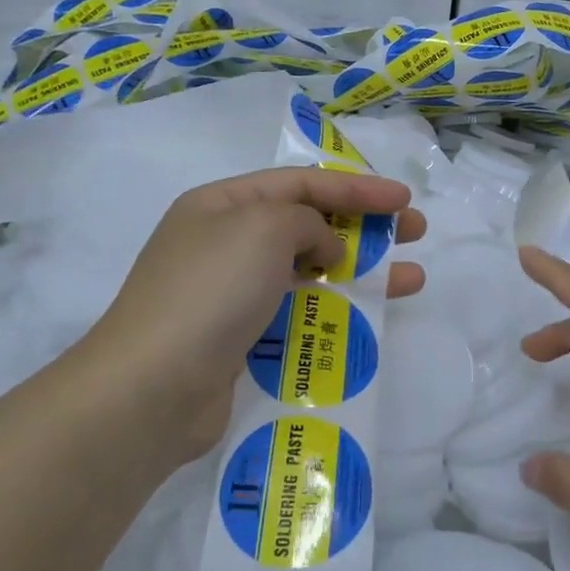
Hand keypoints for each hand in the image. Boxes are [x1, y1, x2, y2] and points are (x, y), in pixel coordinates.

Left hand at [73, 168, 425, 466]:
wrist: (154, 387)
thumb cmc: (211, 290)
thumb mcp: (264, 228)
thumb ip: (308, 222)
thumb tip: (323, 249)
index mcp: (223, 204)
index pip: (302, 183)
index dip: (358, 187)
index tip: (403, 200)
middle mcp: (226, 242)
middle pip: (309, 224)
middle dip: (366, 225)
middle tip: (415, 232)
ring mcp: (233, 293)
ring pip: (311, 271)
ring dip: (362, 271)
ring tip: (411, 279)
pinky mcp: (242, 338)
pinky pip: (300, 311)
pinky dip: (336, 309)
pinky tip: (369, 317)